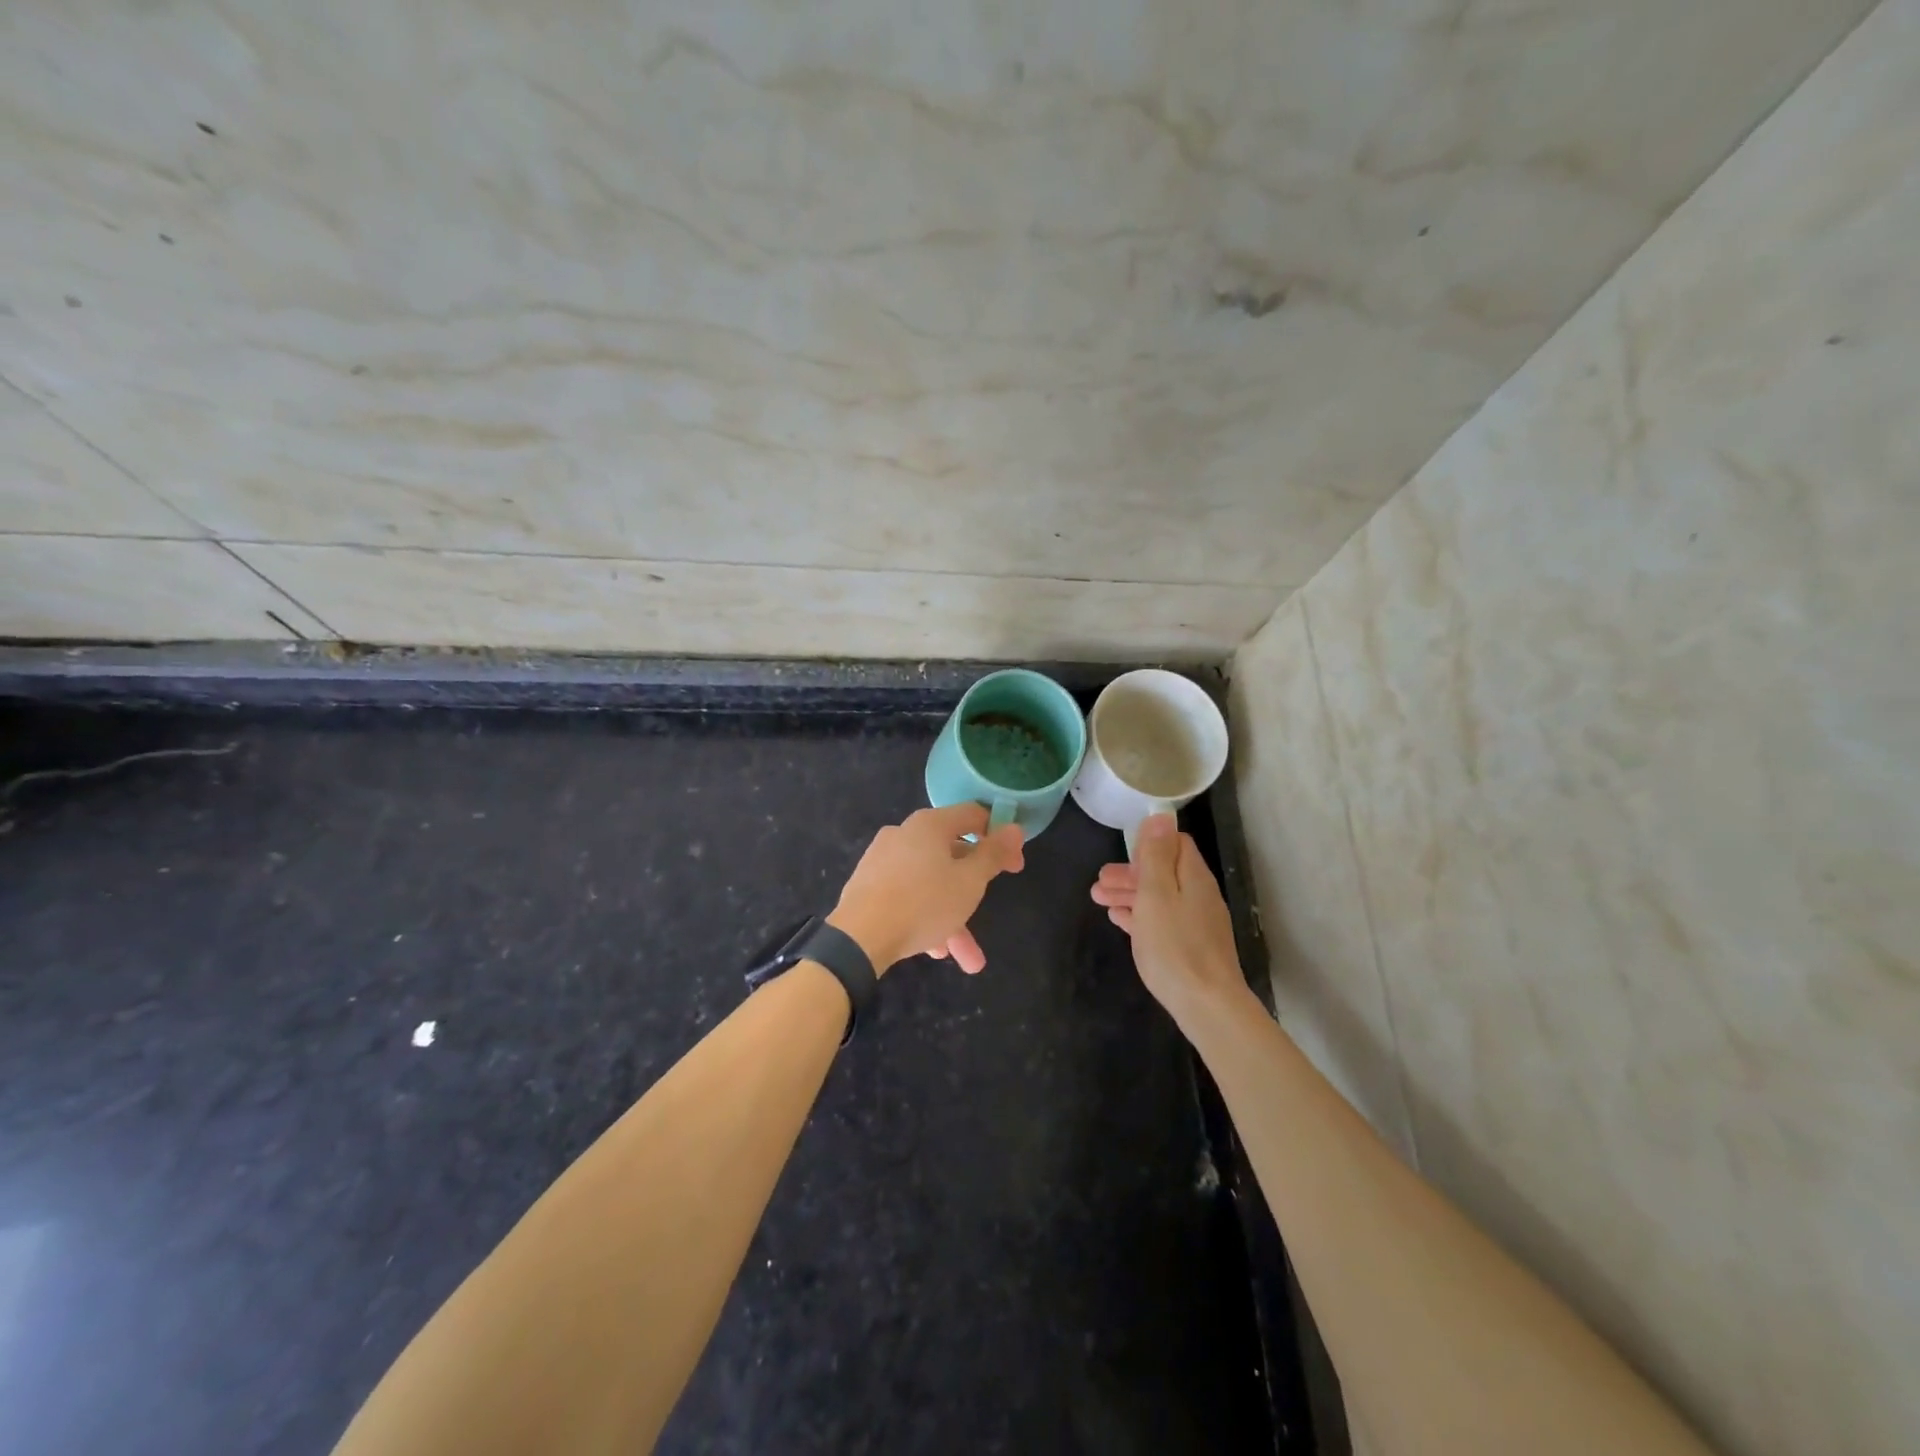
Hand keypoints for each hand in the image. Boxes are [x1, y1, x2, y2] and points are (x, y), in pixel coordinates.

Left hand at [828, 804, 1024, 974]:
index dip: (1000, 837)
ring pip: (930, 883)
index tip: (1015, 866)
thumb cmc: (923, 902)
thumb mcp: (969, 881)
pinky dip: (926, 916)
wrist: (858, 937)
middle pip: (951, 855)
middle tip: (989, 910)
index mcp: (930, 825)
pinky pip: (908, 895)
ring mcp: (883, 859)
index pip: (974, 816)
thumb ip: (993, 854)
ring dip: (952, 917)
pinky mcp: (868, 884)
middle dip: (974, 890)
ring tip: (967, 957)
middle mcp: (905, 834)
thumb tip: (1015, 828)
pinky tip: (934, 949)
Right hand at [1090, 814, 1248, 1022]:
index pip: (1175, 843)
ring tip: (1099, 900)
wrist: (1206, 1005)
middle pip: (1163, 872)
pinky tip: (1120, 920)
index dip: (1147, 844)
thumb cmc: (1175, 945)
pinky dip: (1140, 915)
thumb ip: (1156, 855)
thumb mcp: (1156, 893)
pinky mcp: (1191, 947)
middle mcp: (1199, 895)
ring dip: (1129, 894)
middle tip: (1098, 881)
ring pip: (1160, 898)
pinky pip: (1162, 920)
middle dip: (1130, 872)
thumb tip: (1161, 815)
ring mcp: (1197, 923)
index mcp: (1193, 876)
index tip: (1122, 853)